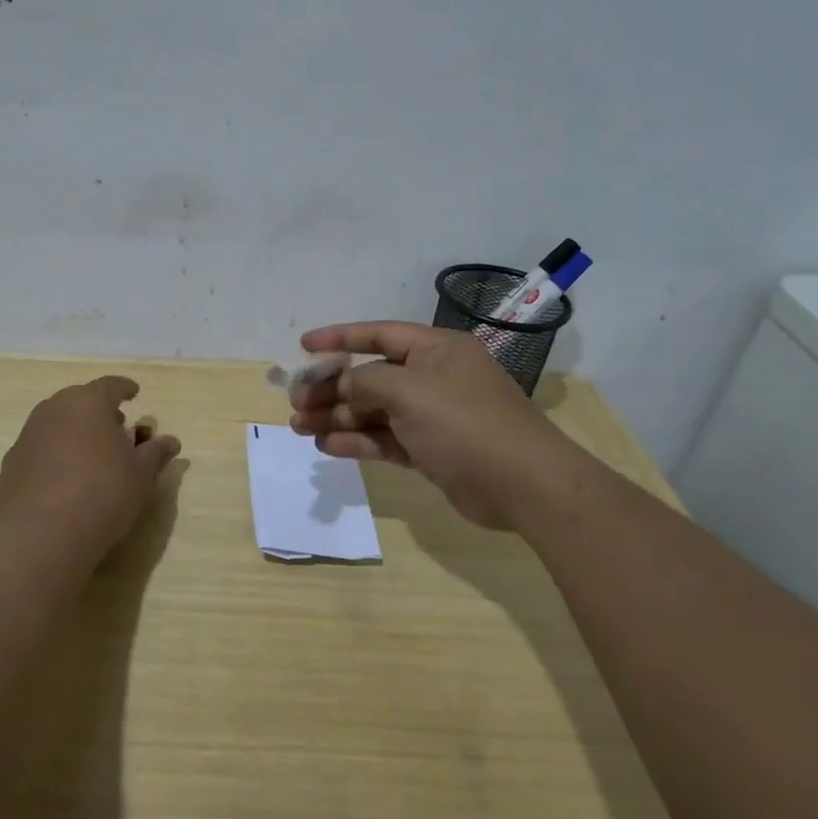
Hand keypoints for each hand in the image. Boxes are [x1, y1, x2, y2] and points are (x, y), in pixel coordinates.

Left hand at [0, 376, 181, 555]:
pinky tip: (64, 479)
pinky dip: (54, 455)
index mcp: (88, 402)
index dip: (124, 389)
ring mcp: (28, 435)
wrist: (44, 534)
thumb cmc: (104, 493)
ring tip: (91, 455)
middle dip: (99, 412)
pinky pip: (40, 449)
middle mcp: (54, 409)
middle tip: (116, 430)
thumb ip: (155, 452)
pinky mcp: (11, 463)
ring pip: (57, 423)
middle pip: (80, 401)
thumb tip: (171, 441)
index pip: (110, 385)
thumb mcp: (141, 474)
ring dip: (75, 432)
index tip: (134, 393)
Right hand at [288, 322, 561, 529]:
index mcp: (435, 349)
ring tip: (299, 427)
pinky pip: (385, 439)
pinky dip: (357, 441)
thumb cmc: (463, 422)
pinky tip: (327, 446)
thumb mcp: (408, 390)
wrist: (523, 484)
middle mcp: (433, 377)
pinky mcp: (431, 450)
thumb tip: (341, 385)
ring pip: (374, 410)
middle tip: (294, 402)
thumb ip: (365, 381)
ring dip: (337, 417)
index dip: (339, 338)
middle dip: (331, 388)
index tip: (302, 346)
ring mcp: (432, 416)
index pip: (378, 334)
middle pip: (370, 376)